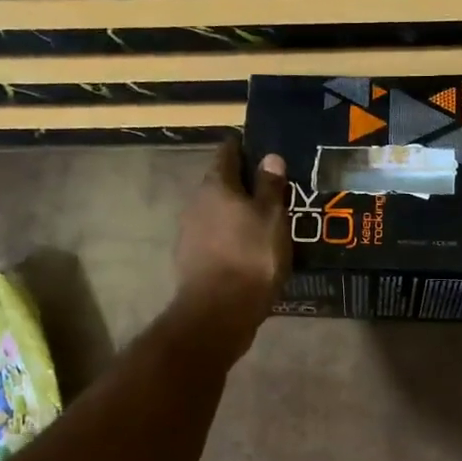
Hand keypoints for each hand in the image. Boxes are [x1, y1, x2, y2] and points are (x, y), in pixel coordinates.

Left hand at [174, 140, 290, 333]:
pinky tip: (249, 249)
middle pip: (220, 183)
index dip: (244, 148)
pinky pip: (214, 238)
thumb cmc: (251, 257)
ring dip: (236, 213)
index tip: (262, 149)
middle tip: (271, 190)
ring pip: (217, 212)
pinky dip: (230, 237)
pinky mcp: (191, 259)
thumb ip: (270, 186)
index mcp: (216, 185)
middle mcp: (197, 203)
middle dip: (243, 184)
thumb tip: (269, 156)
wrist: (218, 312)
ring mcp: (190, 232)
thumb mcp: (272, 218)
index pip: (227, 152)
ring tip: (264, 221)